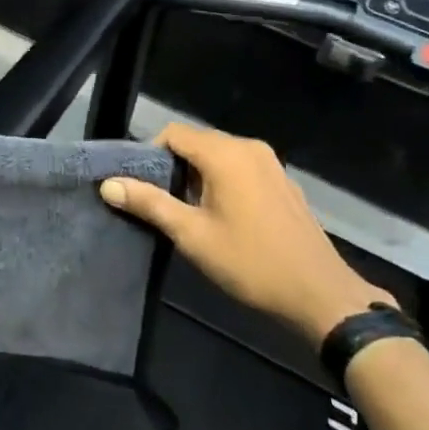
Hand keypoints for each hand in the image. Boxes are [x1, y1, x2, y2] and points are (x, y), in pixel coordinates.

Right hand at [99, 122, 392, 344]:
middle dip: (173, 166)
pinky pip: (240, 167)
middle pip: (196, 141)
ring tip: (187, 212)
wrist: (320, 295)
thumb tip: (108, 184)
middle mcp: (248, 147)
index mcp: (225, 154)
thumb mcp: (192, 235)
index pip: (173, 134)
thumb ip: (149, 204)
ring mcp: (270, 163)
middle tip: (159, 202)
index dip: (149, 154)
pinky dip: (222, 180)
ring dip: (197, 175)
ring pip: (219, 155)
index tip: (140, 187)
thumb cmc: (250, 263)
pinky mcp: (282, 182)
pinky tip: (221, 215)